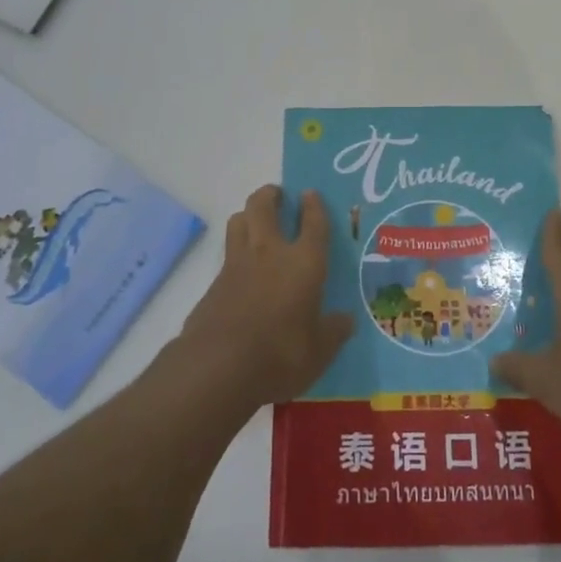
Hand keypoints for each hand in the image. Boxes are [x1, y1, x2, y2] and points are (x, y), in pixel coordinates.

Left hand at [178, 185, 355, 410]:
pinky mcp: (213, 284)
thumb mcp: (319, 351)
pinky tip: (242, 272)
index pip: (313, 223)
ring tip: (257, 223)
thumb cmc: (280, 355)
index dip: (314, 206)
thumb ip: (333, 332)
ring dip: (248, 215)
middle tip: (279, 196)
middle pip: (263, 206)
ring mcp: (236, 265)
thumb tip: (346, 321)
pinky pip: (226, 254)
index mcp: (304, 263)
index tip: (310, 194)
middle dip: (271, 195)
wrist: (218, 367)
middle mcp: (269, 253)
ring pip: (238, 221)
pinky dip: (235, 252)